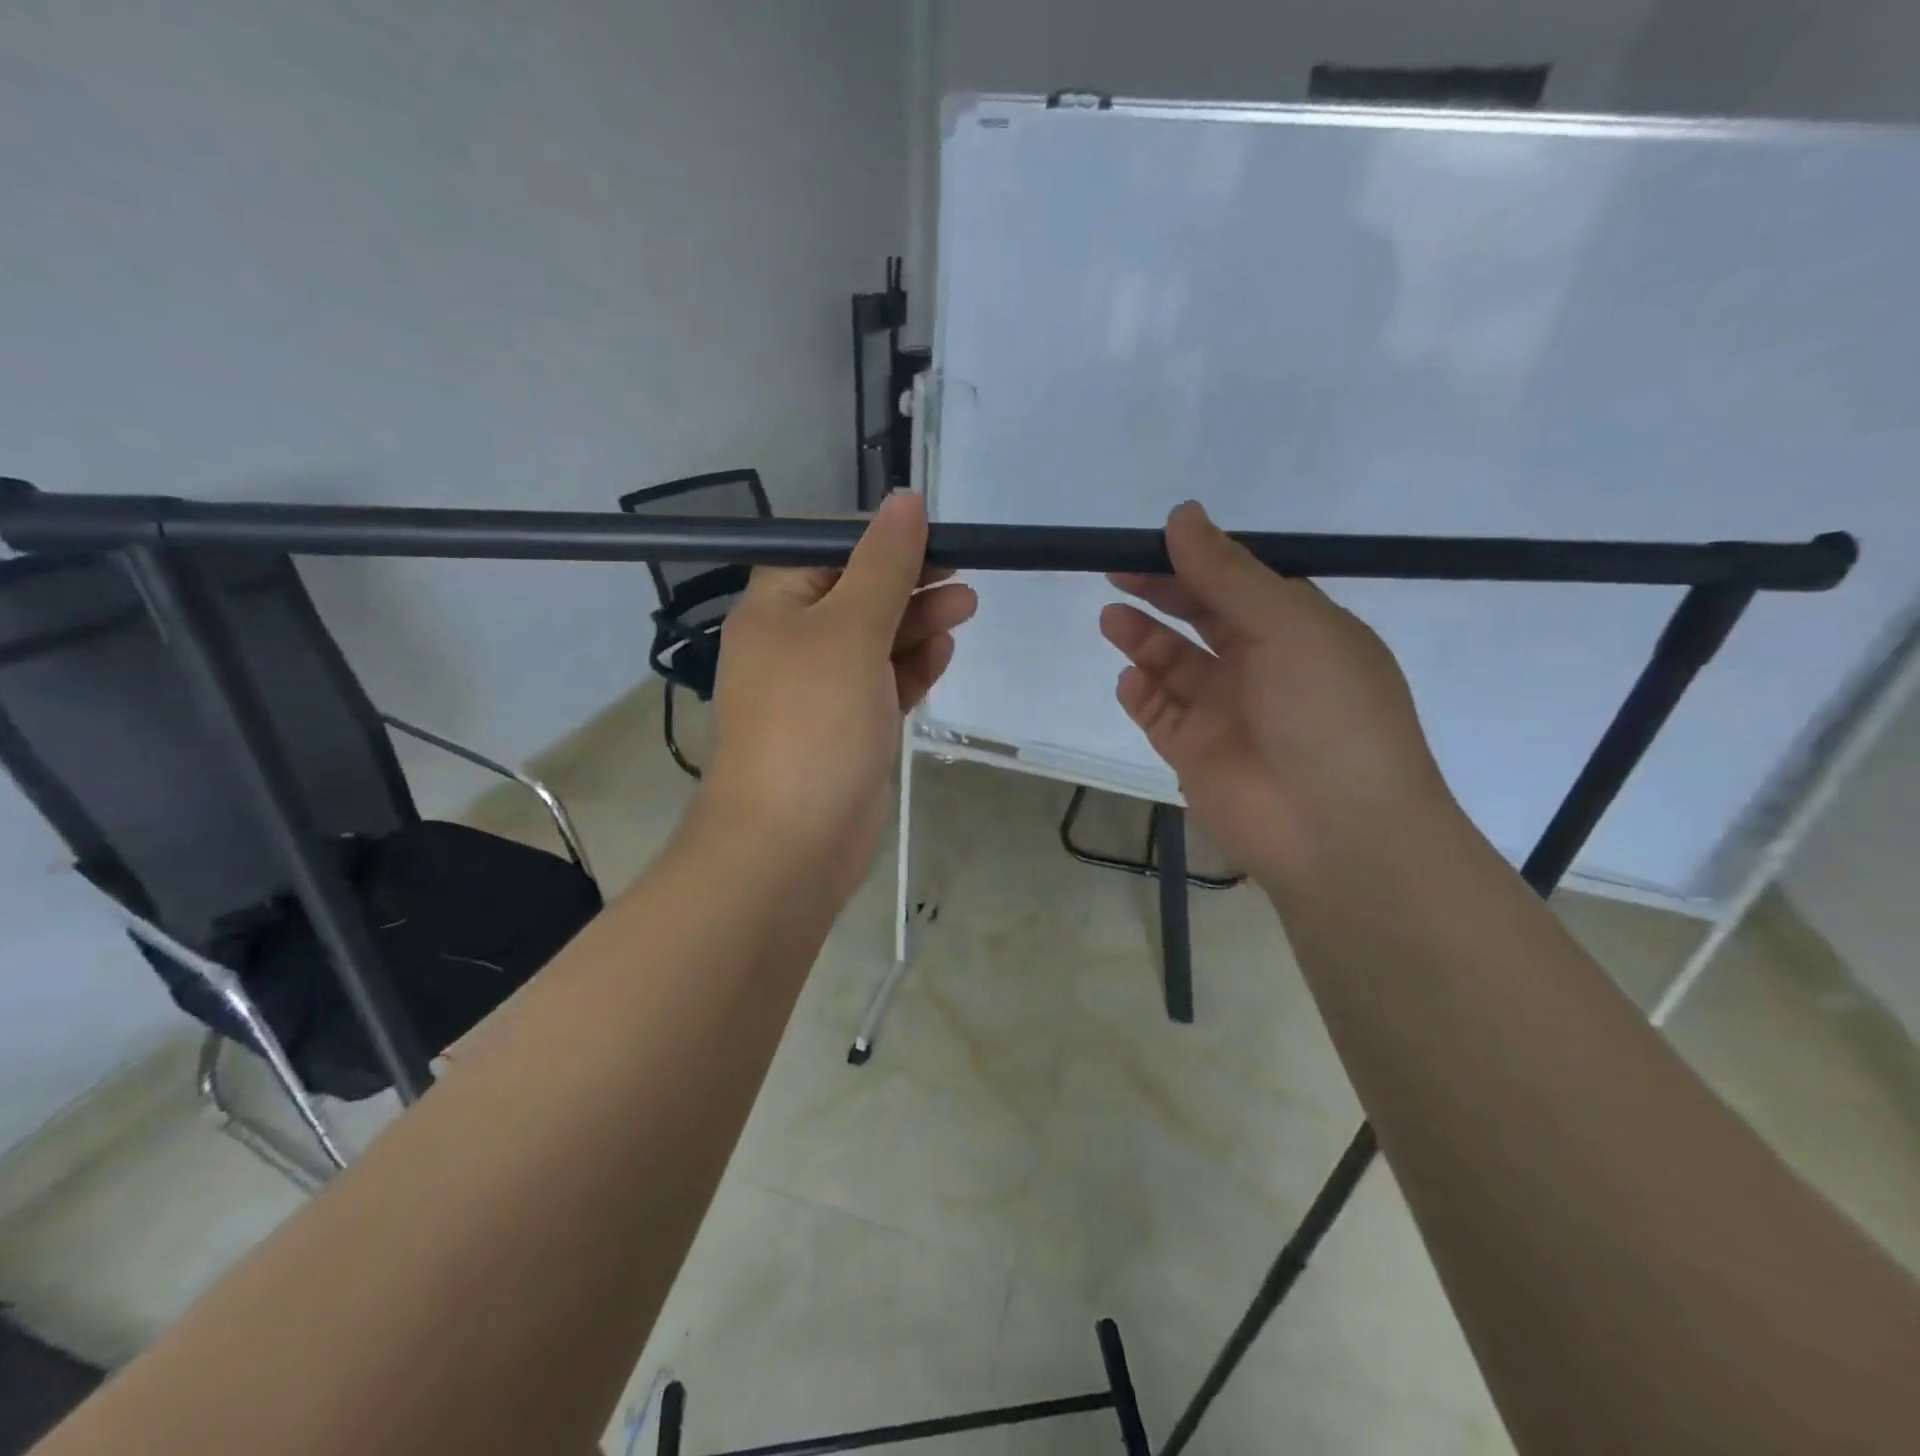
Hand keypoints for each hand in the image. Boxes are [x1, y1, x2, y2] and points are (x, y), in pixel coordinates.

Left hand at [698, 493, 976, 903]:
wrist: (793, 842)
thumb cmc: (813, 723)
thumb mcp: (850, 629)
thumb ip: (884, 564)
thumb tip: (906, 498)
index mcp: (775, 607)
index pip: (825, 547)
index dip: (877, 536)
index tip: (932, 533)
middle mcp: (793, 642)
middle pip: (857, 592)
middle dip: (909, 580)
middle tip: (962, 574)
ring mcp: (822, 689)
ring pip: (876, 639)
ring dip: (918, 621)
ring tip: (966, 607)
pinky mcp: (850, 727)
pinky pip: (884, 682)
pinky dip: (912, 666)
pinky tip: (943, 653)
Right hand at [1101, 501, 1453, 887]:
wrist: (1337, 831)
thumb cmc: (1327, 713)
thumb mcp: (1289, 627)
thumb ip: (1228, 574)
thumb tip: (1183, 515)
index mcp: (1299, 631)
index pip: (1240, 583)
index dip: (1197, 560)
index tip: (1152, 541)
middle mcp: (1262, 667)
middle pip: (1202, 619)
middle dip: (1162, 593)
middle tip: (1117, 572)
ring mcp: (1226, 713)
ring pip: (1174, 665)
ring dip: (1144, 639)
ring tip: (1111, 619)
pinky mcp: (1194, 754)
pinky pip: (1159, 713)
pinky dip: (1141, 693)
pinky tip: (1130, 679)